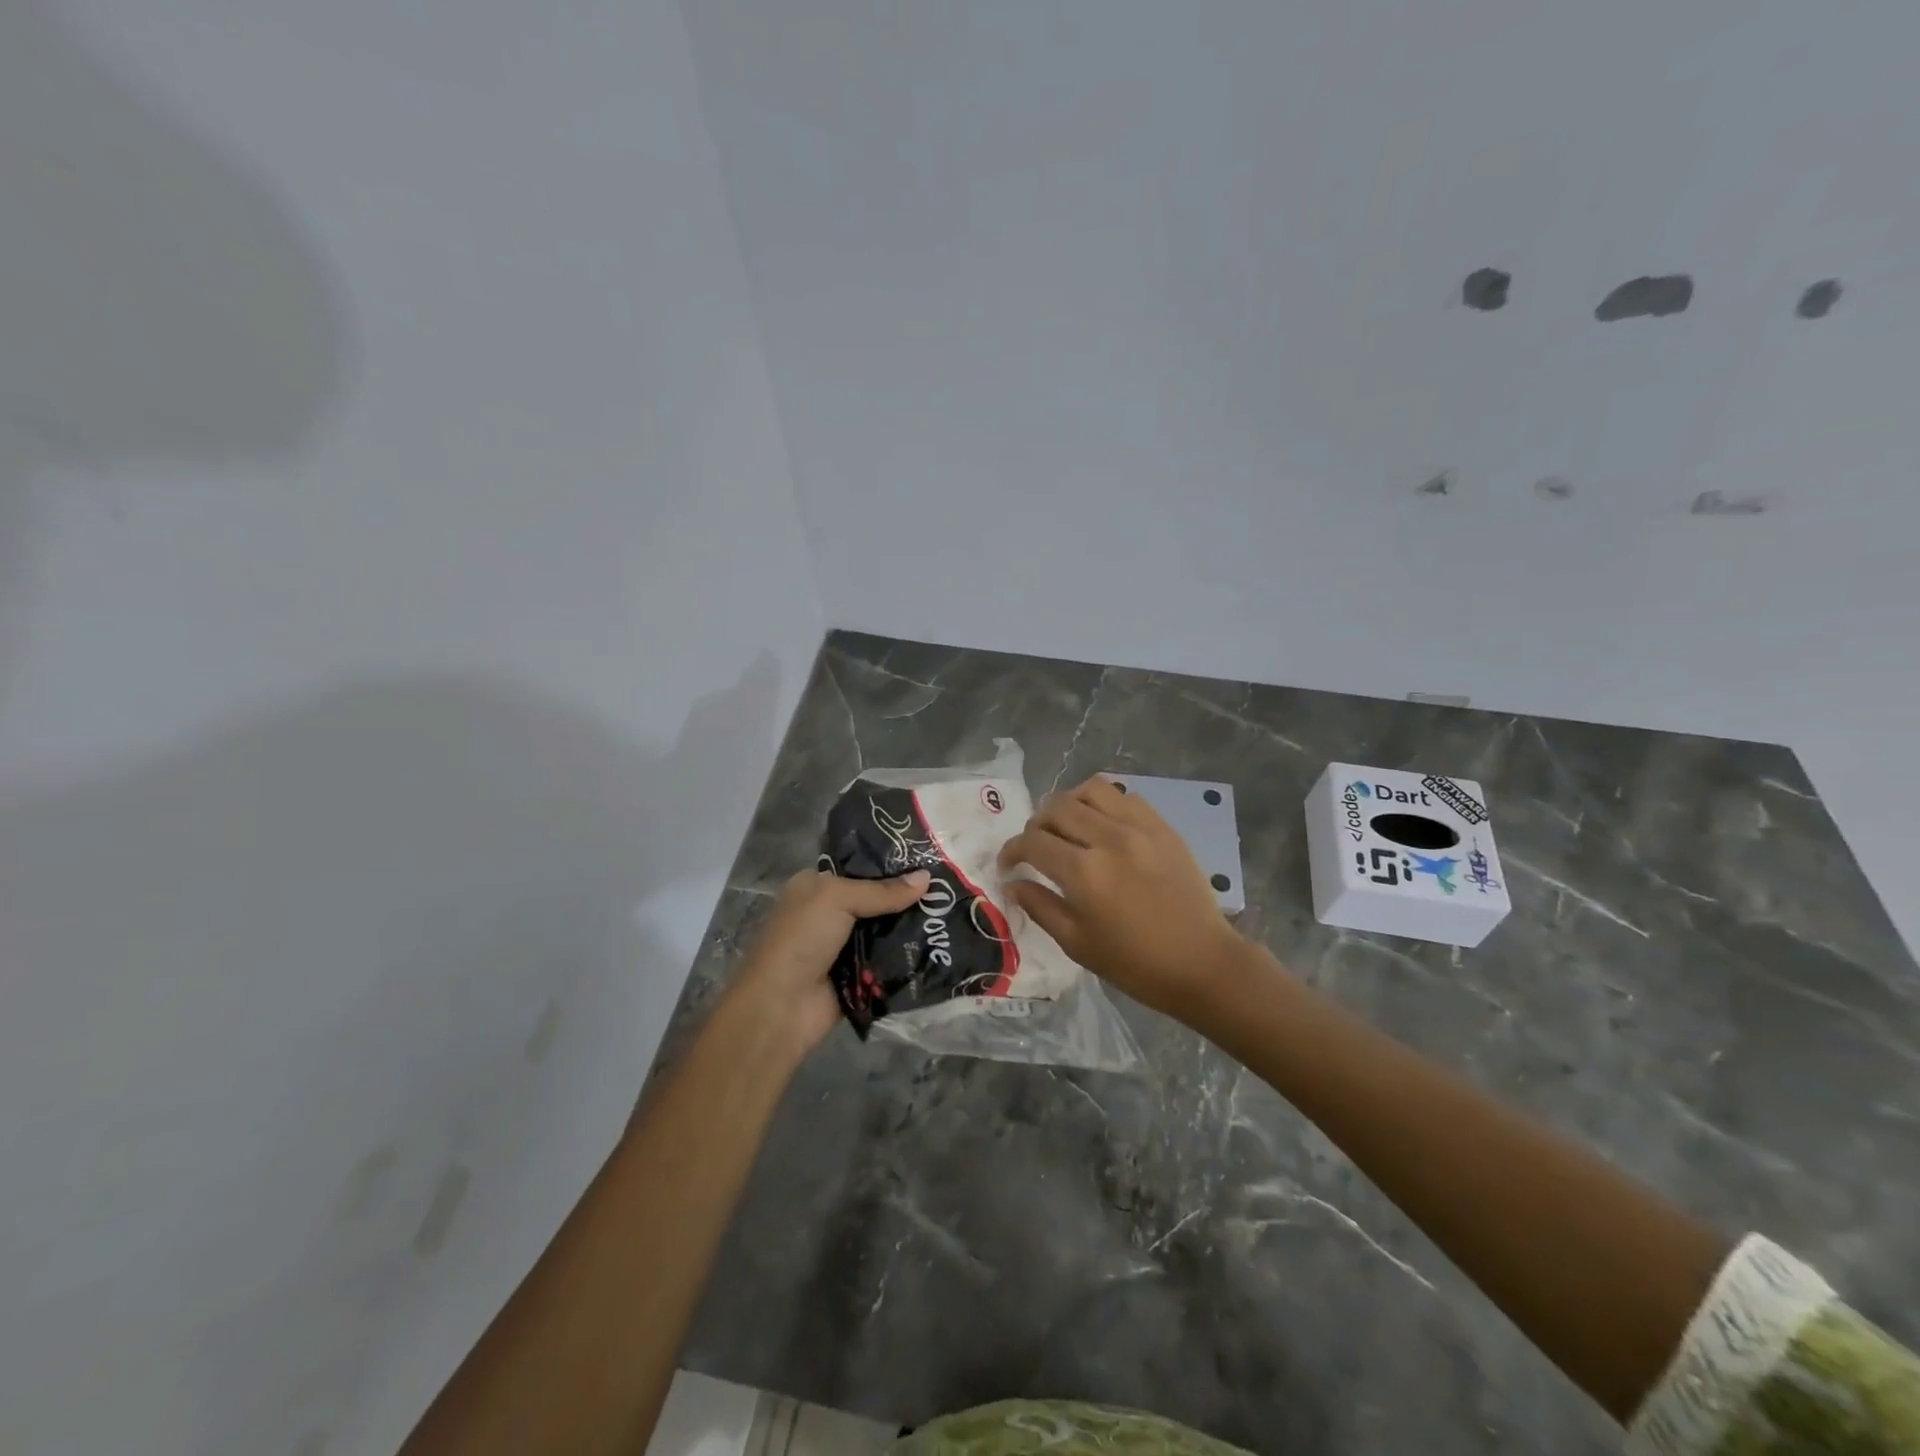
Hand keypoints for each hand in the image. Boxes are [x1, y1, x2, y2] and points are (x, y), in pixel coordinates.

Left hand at [726, 867, 929, 1059]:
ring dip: (911, 927)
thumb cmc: (801, 939)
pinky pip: (888, 960)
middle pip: (876, 899)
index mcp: (815, 886)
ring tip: (950, 914)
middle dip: (907, 897)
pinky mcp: (858, 976)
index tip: (929, 859)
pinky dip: (907, 956)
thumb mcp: (836, 899)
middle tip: (947, 889)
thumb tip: (927, 878)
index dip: (891, 864)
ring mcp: (844, 946)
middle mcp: (828, 913)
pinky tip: (940, 945)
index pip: (859, 867)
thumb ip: (881, 890)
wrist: (781, 1006)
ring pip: (886, 930)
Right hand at [998, 776, 1240, 1021]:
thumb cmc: (1135, 964)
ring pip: (1090, 790)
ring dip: (1069, 804)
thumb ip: (1040, 907)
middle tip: (1036, 848)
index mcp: (1083, 872)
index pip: (1032, 842)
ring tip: (1069, 827)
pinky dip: (1105, 804)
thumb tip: (1013, 883)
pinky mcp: (1163, 827)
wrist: (1203, 964)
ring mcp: (1139, 827)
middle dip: (1036, 825)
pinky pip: (1125, 797)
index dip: (1011, 851)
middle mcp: (1108, 838)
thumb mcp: (1077, 944)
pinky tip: (1104, 827)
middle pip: (1056, 807)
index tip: (1008, 865)